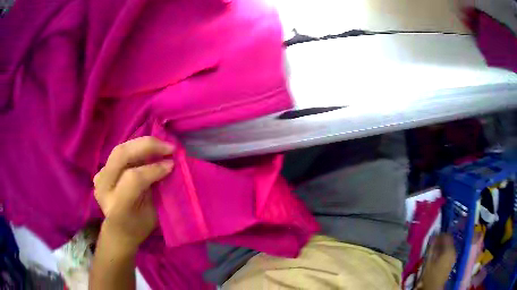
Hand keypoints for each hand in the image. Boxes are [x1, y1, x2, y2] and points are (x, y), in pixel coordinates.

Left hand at [93, 136, 174, 251]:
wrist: (119, 231)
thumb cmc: (140, 226)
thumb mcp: (154, 214)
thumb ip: (158, 190)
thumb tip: (168, 165)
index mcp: (118, 206)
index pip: (133, 179)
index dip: (154, 168)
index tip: (172, 164)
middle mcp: (104, 189)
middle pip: (121, 155)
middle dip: (147, 146)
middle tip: (168, 147)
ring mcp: (99, 178)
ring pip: (119, 150)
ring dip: (141, 144)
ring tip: (160, 145)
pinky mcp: (100, 172)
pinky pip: (118, 154)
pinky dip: (134, 150)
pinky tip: (146, 153)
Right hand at [419, 234, 456, 289]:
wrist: (434, 286)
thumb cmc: (430, 275)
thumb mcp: (428, 261)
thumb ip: (431, 248)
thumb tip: (433, 237)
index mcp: (448, 250)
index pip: (447, 236)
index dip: (440, 235)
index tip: (434, 236)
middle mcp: (453, 251)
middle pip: (449, 240)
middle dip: (442, 240)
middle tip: (434, 243)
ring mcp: (454, 256)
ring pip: (450, 246)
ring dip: (444, 245)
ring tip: (436, 249)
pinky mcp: (452, 261)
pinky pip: (450, 251)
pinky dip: (445, 250)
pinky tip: (439, 255)